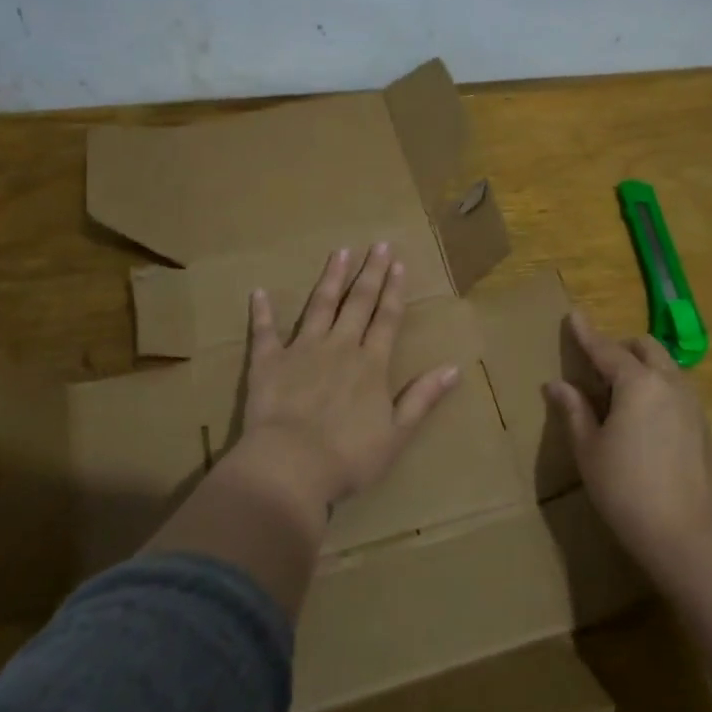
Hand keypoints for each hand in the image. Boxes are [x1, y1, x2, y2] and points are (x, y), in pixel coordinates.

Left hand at [236, 242, 459, 512]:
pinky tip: (259, 292)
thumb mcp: (396, 434)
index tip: (398, 263)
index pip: (387, 319)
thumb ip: (422, 398)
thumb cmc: (348, 457)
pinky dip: (262, 312)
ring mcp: (302, 351)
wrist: (290, 466)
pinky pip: (265, 332)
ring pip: (320, 306)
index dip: (393, 290)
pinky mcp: (268, 362)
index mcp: (371, 365)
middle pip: (358, 303)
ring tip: (339, 252)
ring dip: (330, 278)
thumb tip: (453, 368)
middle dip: (370, 272)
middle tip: (378, 244)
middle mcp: (340, 347)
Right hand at [546, 310, 711, 575]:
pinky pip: (676, 388)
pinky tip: (643, 416)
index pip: (606, 348)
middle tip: (596, 367)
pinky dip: (657, 386)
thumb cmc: (625, 489)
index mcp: (638, 383)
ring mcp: (692, 403)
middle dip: (620, 348)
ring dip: (641, 366)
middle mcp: (669, 382)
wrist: (685, 535)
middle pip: (644, 348)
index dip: (586, 333)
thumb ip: (574, 410)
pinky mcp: (703, 425)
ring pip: (665, 366)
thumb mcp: (589, 449)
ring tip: (618, 393)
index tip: (573, 315)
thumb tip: (557, 384)